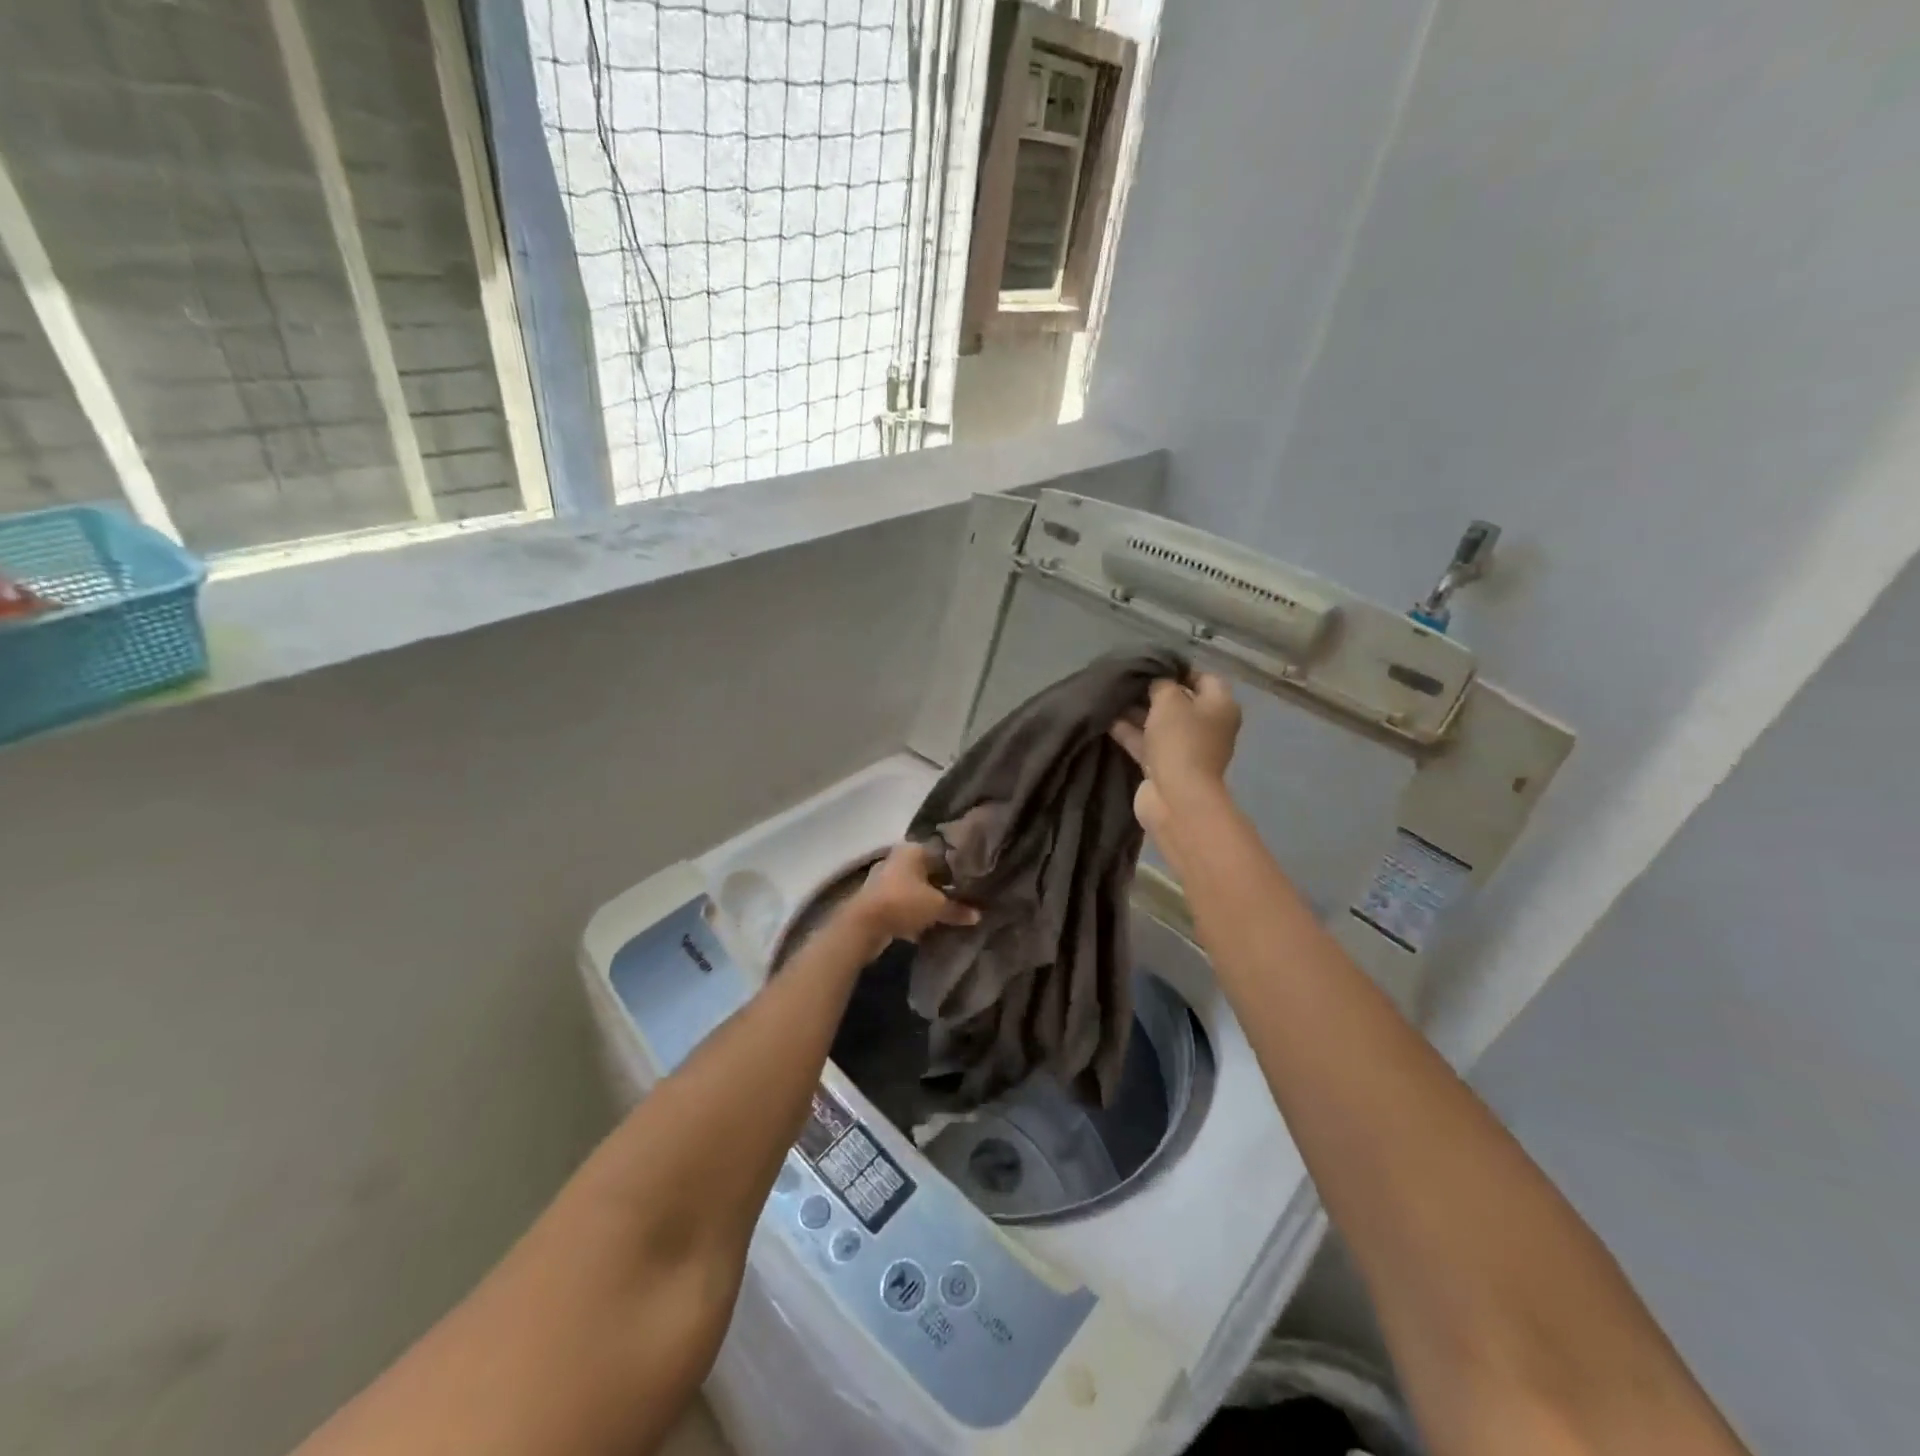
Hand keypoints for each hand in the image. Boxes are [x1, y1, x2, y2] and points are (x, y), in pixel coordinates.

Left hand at [848, 842, 980, 943]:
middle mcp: (897, 859)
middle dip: (942, 886)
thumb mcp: (937, 906)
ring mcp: (884, 879)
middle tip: (964, 899)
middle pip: (927, 872)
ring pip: (914, 889)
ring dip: (927, 901)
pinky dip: (913, 913)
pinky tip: (927, 926)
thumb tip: (978, 915)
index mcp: (912, 850)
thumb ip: (957, 909)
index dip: (958, 869)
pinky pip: (902, 904)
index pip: (942, 855)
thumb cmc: (903, 903)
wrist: (863, 926)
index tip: (973, 882)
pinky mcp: (876, 900)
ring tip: (948, 914)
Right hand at [1110, 672, 1241, 836]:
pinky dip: (1130, 732)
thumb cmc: (1181, 740)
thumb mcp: (1170, 700)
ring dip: (1137, 712)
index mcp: (1220, 706)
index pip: (1204, 678)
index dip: (1179, 669)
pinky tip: (1106, 719)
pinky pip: (1147, 742)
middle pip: (1180, 701)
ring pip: (1160, 723)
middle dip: (1153, 691)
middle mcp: (1208, 726)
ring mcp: (1186, 748)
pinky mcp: (1165, 766)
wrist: (1175, 796)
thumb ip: (1161, 683)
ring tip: (1111, 696)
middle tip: (1127, 680)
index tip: (1152, 665)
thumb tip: (1156, 681)